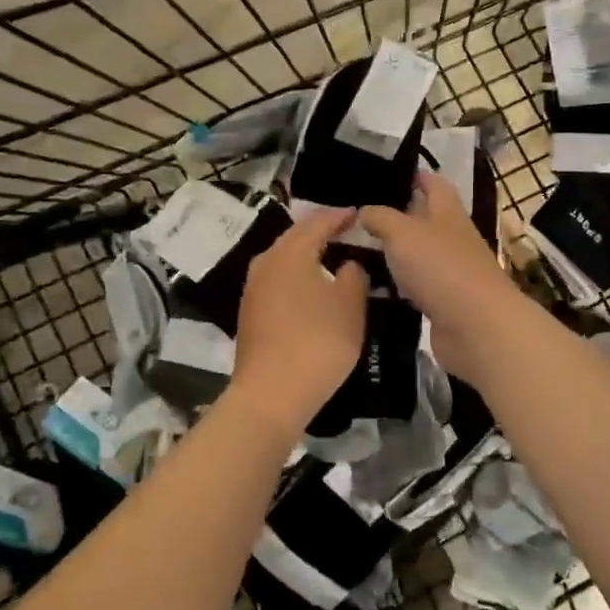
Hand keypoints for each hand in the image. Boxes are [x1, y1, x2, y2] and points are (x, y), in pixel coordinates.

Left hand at [231, 207, 368, 433]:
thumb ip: (354, 275)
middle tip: (347, 233)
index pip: (318, 222)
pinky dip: (296, 278)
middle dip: (321, 233)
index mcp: (290, 252)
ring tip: (332, 260)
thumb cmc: (318, 341)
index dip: (340, 216)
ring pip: (284, 260)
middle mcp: (266, 262)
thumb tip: (348, 263)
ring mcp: (253, 289)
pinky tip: (311, 290)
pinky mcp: (250, 313)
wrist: (272, 394)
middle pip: (296, 238)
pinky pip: (277, 282)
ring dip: (307, 256)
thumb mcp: (350, 305)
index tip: (358, 215)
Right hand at [360, 171, 517, 379]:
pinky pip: (417, 287)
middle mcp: (453, 239)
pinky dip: (399, 286)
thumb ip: (381, 218)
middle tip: (362, 215)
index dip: (417, 176)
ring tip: (359, 249)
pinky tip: (375, 287)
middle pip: (427, 220)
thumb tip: (364, 210)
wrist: (476, 327)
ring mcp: (451, 273)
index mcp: (448, 213)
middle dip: (400, 216)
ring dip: (397, 253)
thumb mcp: (403, 233)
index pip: (435, 184)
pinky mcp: (445, 304)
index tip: (391, 173)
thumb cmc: (441, 267)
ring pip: (420, 255)